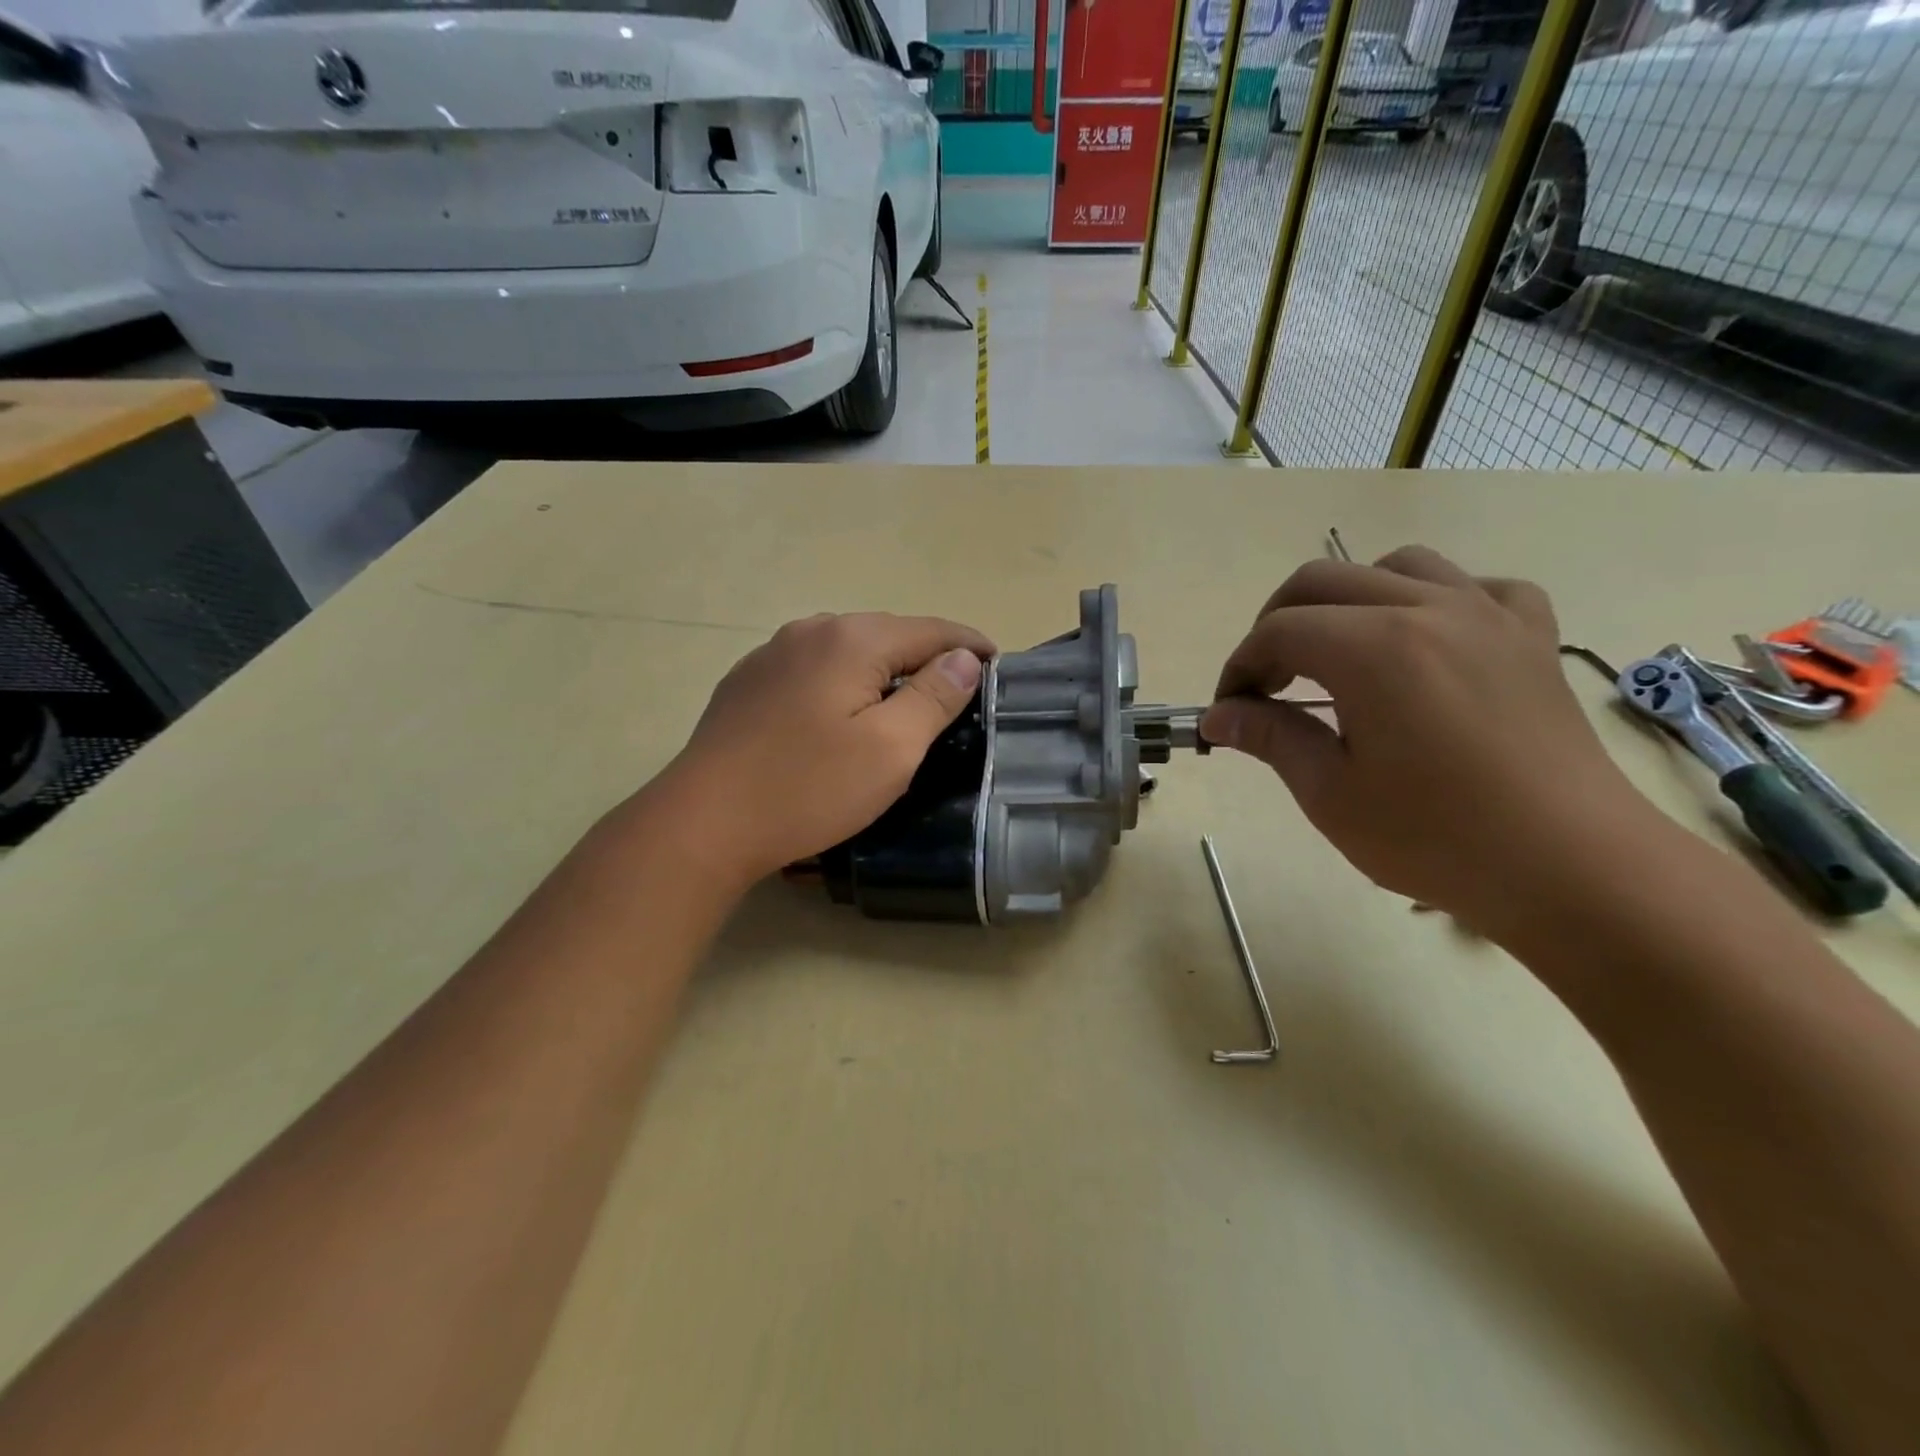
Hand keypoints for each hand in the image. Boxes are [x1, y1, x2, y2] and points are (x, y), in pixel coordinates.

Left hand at [654, 612, 994, 887]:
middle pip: (888, 633)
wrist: (703, 822)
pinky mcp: (748, 682)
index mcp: (852, 639)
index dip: (970, 645)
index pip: (931, 629)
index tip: (997, 666)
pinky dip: (843, 682)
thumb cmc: (808, 789)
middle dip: (927, 656)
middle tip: (956, 692)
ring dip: (883, 669)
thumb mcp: (891, 749)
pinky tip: (841, 713)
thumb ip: (934, 696)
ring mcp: (772, 653)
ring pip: (847, 650)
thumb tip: (964, 658)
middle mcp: (810, 630)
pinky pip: (814, 669)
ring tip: (904, 702)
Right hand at [1200, 546, 1656, 932]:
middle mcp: (1429, 609)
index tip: (1230, 711)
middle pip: (1323, 580)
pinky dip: (1435, 601)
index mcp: (1373, 649)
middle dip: (1276, 624)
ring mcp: (1489, 615)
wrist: (1573, 869)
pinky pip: (1477, 586)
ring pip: (1397, 565)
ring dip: (1349, 599)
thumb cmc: (1437, 838)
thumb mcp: (1331, 794)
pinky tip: (1428, 642)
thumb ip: (1271, 737)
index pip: (1278, 631)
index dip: (1240, 667)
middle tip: (1267, 682)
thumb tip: (1218, 716)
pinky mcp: (1532, 636)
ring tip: (1339, 651)